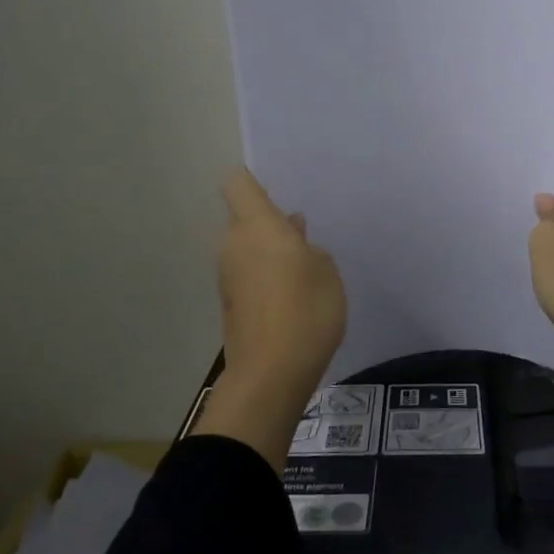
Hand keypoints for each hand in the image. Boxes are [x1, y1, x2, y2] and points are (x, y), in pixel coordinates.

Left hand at [218, 167, 345, 385]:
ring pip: (246, 246)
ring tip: (304, 266)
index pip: (238, 183)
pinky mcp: (230, 302)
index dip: (253, 180)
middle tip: (303, 234)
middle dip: (268, 221)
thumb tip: (292, 234)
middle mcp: (233, 244)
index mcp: (256, 225)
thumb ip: (308, 245)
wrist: (271, 373)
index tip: (279, 191)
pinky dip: (265, 275)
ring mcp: (227, 274)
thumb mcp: (326, 270)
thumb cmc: (306, 309)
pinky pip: (247, 272)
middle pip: (243, 216)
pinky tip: (292, 293)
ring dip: (268, 250)